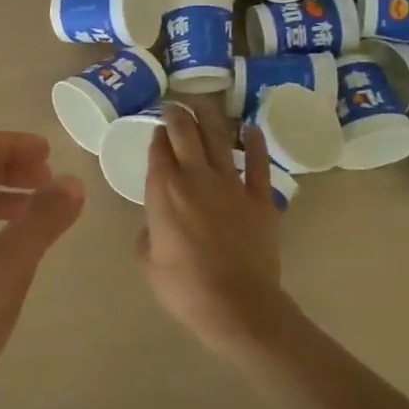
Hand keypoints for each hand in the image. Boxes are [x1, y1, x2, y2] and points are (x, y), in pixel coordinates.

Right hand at [141, 102, 292, 356]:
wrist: (237, 304)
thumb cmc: (184, 287)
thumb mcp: (149, 261)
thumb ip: (149, 234)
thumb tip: (155, 226)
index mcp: (163, 190)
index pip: (158, 150)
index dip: (156, 134)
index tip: (156, 126)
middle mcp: (195, 178)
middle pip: (185, 133)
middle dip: (178, 114)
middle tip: (174, 104)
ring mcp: (231, 185)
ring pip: (219, 140)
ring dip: (209, 118)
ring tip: (203, 104)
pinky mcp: (260, 199)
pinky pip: (258, 164)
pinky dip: (255, 144)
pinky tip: (251, 128)